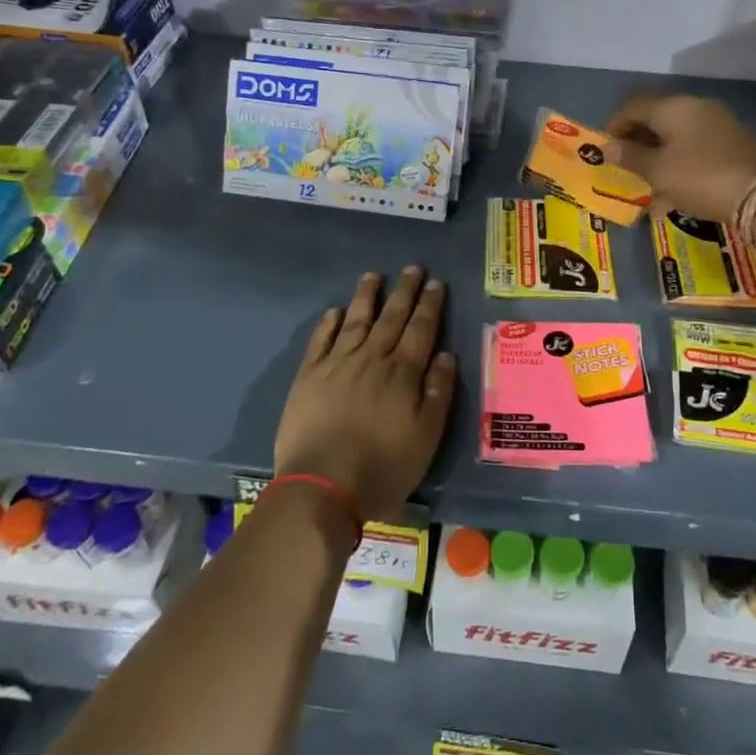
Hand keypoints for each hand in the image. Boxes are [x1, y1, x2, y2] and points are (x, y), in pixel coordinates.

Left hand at [274, 268, 456, 522]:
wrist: (322, 486)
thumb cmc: (383, 466)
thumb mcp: (426, 435)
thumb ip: (438, 392)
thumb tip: (447, 354)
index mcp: (403, 372)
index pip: (421, 329)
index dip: (429, 305)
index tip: (435, 283)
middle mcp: (371, 358)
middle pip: (391, 317)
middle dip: (403, 291)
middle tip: (412, 268)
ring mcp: (337, 364)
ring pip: (355, 320)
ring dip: (366, 297)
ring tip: (372, 276)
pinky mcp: (308, 376)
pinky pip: (320, 340)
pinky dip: (328, 323)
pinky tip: (334, 311)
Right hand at [606, 94, 755, 224]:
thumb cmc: (700, 177)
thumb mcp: (659, 171)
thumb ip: (631, 157)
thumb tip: (609, 147)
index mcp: (674, 107)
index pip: (634, 105)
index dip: (615, 124)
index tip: (606, 148)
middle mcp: (696, 107)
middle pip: (656, 118)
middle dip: (637, 141)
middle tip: (625, 165)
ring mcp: (718, 124)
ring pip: (676, 136)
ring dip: (658, 156)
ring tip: (647, 183)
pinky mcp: (732, 143)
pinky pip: (695, 148)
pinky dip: (679, 163)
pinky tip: (673, 191)